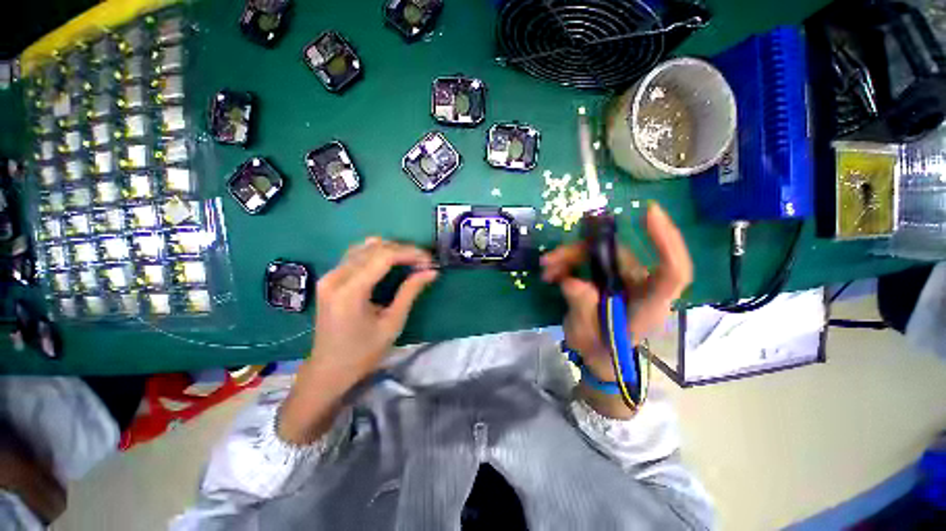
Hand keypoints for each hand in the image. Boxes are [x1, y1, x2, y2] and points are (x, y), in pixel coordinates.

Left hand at [279, 237, 437, 444]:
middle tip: (423, 262)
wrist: (328, 370)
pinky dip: (376, 253)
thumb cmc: (363, 353)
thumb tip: (431, 272)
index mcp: (350, 291)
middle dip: (403, 250)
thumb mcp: (392, 323)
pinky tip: (390, 261)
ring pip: (363, 247)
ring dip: (390, 249)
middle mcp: (335, 277)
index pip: (383, 256)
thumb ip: (410, 292)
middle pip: (374, 248)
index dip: (410, 253)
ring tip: (410, 260)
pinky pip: (355, 255)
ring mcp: (329, 276)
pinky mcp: (329, 279)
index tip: (430, 260)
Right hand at [541, 202, 691, 382]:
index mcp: (649, 306)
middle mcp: (641, 286)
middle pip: (619, 254)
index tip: (648, 212)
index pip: (672, 272)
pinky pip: (590, 258)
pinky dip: (569, 261)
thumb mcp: (586, 335)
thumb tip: (570, 281)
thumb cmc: (600, 351)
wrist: (599, 356)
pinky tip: (552, 271)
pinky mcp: (609, 275)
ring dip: (569, 256)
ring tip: (546, 268)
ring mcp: (624, 279)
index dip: (666, 241)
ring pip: (600, 253)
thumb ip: (581, 307)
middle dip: (581, 251)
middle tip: (551, 260)